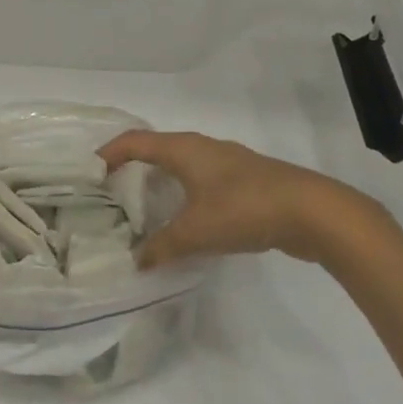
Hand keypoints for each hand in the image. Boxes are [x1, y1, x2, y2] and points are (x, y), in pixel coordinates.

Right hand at [98, 130, 393, 269]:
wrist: (313, 212)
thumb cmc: (245, 209)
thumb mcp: (196, 232)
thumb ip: (162, 247)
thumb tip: (136, 262)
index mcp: (184, 149)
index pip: (135, 141)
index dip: (109, 152)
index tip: (89, 170)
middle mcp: (203, 148)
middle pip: (157, 149)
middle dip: (132, 166)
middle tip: (111, 190)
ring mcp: (228, 163)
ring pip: (183, 166)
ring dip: (161, 181)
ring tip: (144, 206)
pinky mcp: (247, 181)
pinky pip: (203, 181)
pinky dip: (185, 195)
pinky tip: (187, 220)